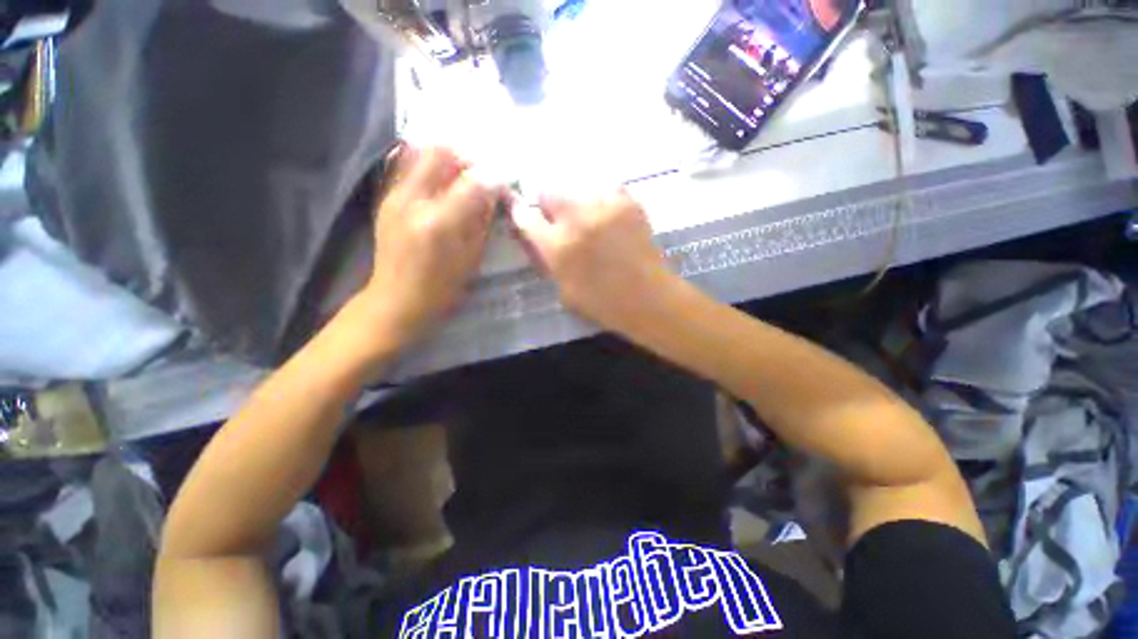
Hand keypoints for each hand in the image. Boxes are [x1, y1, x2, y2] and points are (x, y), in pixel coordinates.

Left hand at [354, 145, 501, 350]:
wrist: (396, 299)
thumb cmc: (442, 286)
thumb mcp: (472, 257)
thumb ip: (482, 220)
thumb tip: (492, 191)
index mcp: (440, 222)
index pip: (472, 181)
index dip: (492, 175)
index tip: (503, 177)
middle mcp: (413, 200)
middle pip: (440, 153)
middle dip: (466, 155)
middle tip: (480, 169)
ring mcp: (394, 196)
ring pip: (419, 153)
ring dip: (446, 156)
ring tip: (462, 171)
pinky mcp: (386, 198)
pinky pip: (407, 166)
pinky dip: (428, 164)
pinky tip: (441, 179)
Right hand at [510, 190, 675, 332]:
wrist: (649, 298)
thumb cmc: (604, 304)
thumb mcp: (564, 291)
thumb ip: (549, 261)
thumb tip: (538, 239)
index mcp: (557, 246)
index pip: (525, 217)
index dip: (519, 212)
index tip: (520, 210)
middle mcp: (577, 219)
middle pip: (548, 190)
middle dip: (547, 204)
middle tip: (557, 218)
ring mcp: (604, 206)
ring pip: (576, 185)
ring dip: (574, 201)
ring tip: (585, 217)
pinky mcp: (627, 202)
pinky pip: (605, 188)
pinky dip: (600, 199)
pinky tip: (605, 214)